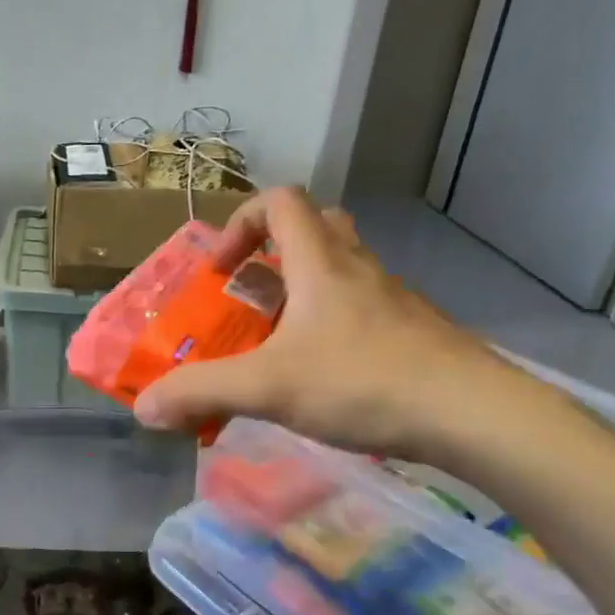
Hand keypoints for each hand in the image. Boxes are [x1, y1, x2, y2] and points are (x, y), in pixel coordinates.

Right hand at [133, 188, 538, 463]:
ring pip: (343, 269)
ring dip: (305, 290)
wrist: (471, 413)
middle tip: (252, 295)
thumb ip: (201, 392)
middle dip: (274, 252)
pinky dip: (335, 325)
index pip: (280, 201)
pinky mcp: (414, 331)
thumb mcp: (268, 387)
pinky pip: (364, 308)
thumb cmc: (363, 382)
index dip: (241, 224)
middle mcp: (358, 267)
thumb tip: (143, 408)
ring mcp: (392, 298)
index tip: (221, 272)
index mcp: (321, 262)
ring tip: (281, 340)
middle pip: (316, 226)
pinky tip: (326, 375)